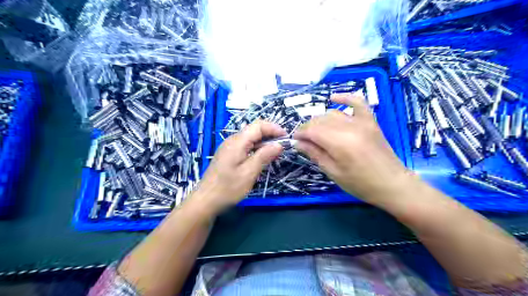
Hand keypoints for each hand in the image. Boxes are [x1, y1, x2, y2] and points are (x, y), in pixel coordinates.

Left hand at [193, 119, 286, 212]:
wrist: (206, 200)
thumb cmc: (228, 188)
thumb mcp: (249, 173)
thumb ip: (264, 156)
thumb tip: (279, 144)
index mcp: (237, 142)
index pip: (258, 126)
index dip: (274, 128)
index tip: (286, 137)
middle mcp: (232, 141)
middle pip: (254, 130)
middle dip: (270, 134)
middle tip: (283, 146)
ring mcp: (229, 147)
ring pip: (250, 138)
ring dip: (264, 142)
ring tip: (275, 152)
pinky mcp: (228, 155)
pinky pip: (245, 146)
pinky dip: (257, 149)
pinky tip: (262, 158)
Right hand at [293, 92, 411, 203]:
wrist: (392, 184)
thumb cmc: (360, 183)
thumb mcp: (333, 172)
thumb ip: (315, 154)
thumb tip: (298, 142)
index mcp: (339, 142)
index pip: (311, 130)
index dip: (300, 134)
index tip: (295, 141)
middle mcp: (349, 127)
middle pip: (320, 120)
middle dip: (308, 128)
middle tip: (305, 141)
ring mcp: (361, 121)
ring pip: (333, 113)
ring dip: (320, 120)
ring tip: (317, 132)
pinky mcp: (370, 120)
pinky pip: (357, 102)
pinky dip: (345, 98)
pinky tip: (334, 98)